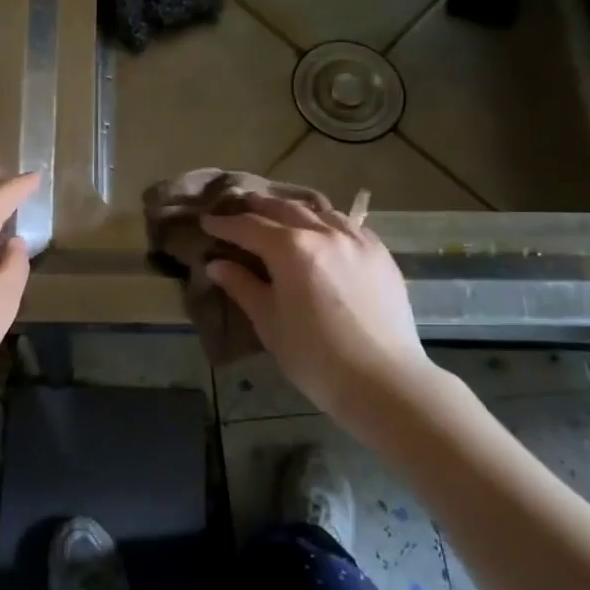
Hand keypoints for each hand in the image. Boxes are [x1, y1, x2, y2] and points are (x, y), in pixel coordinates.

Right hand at [204, 195, 439, 441]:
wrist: (383, 381)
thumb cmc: (315, 357)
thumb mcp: (269, 322)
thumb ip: (242, 286)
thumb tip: (216, 264)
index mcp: (291, 249)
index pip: (249, 227)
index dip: (224, 224)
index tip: (207, 222)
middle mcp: (324, 233)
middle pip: (284, 209)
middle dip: (258, 208)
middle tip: (240, 208)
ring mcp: (357, 240)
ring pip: (320, 212)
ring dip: (294, 211)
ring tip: (281, 217)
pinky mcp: (381, 254)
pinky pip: (349, 226)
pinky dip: (328, 223)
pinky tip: (324, 233)